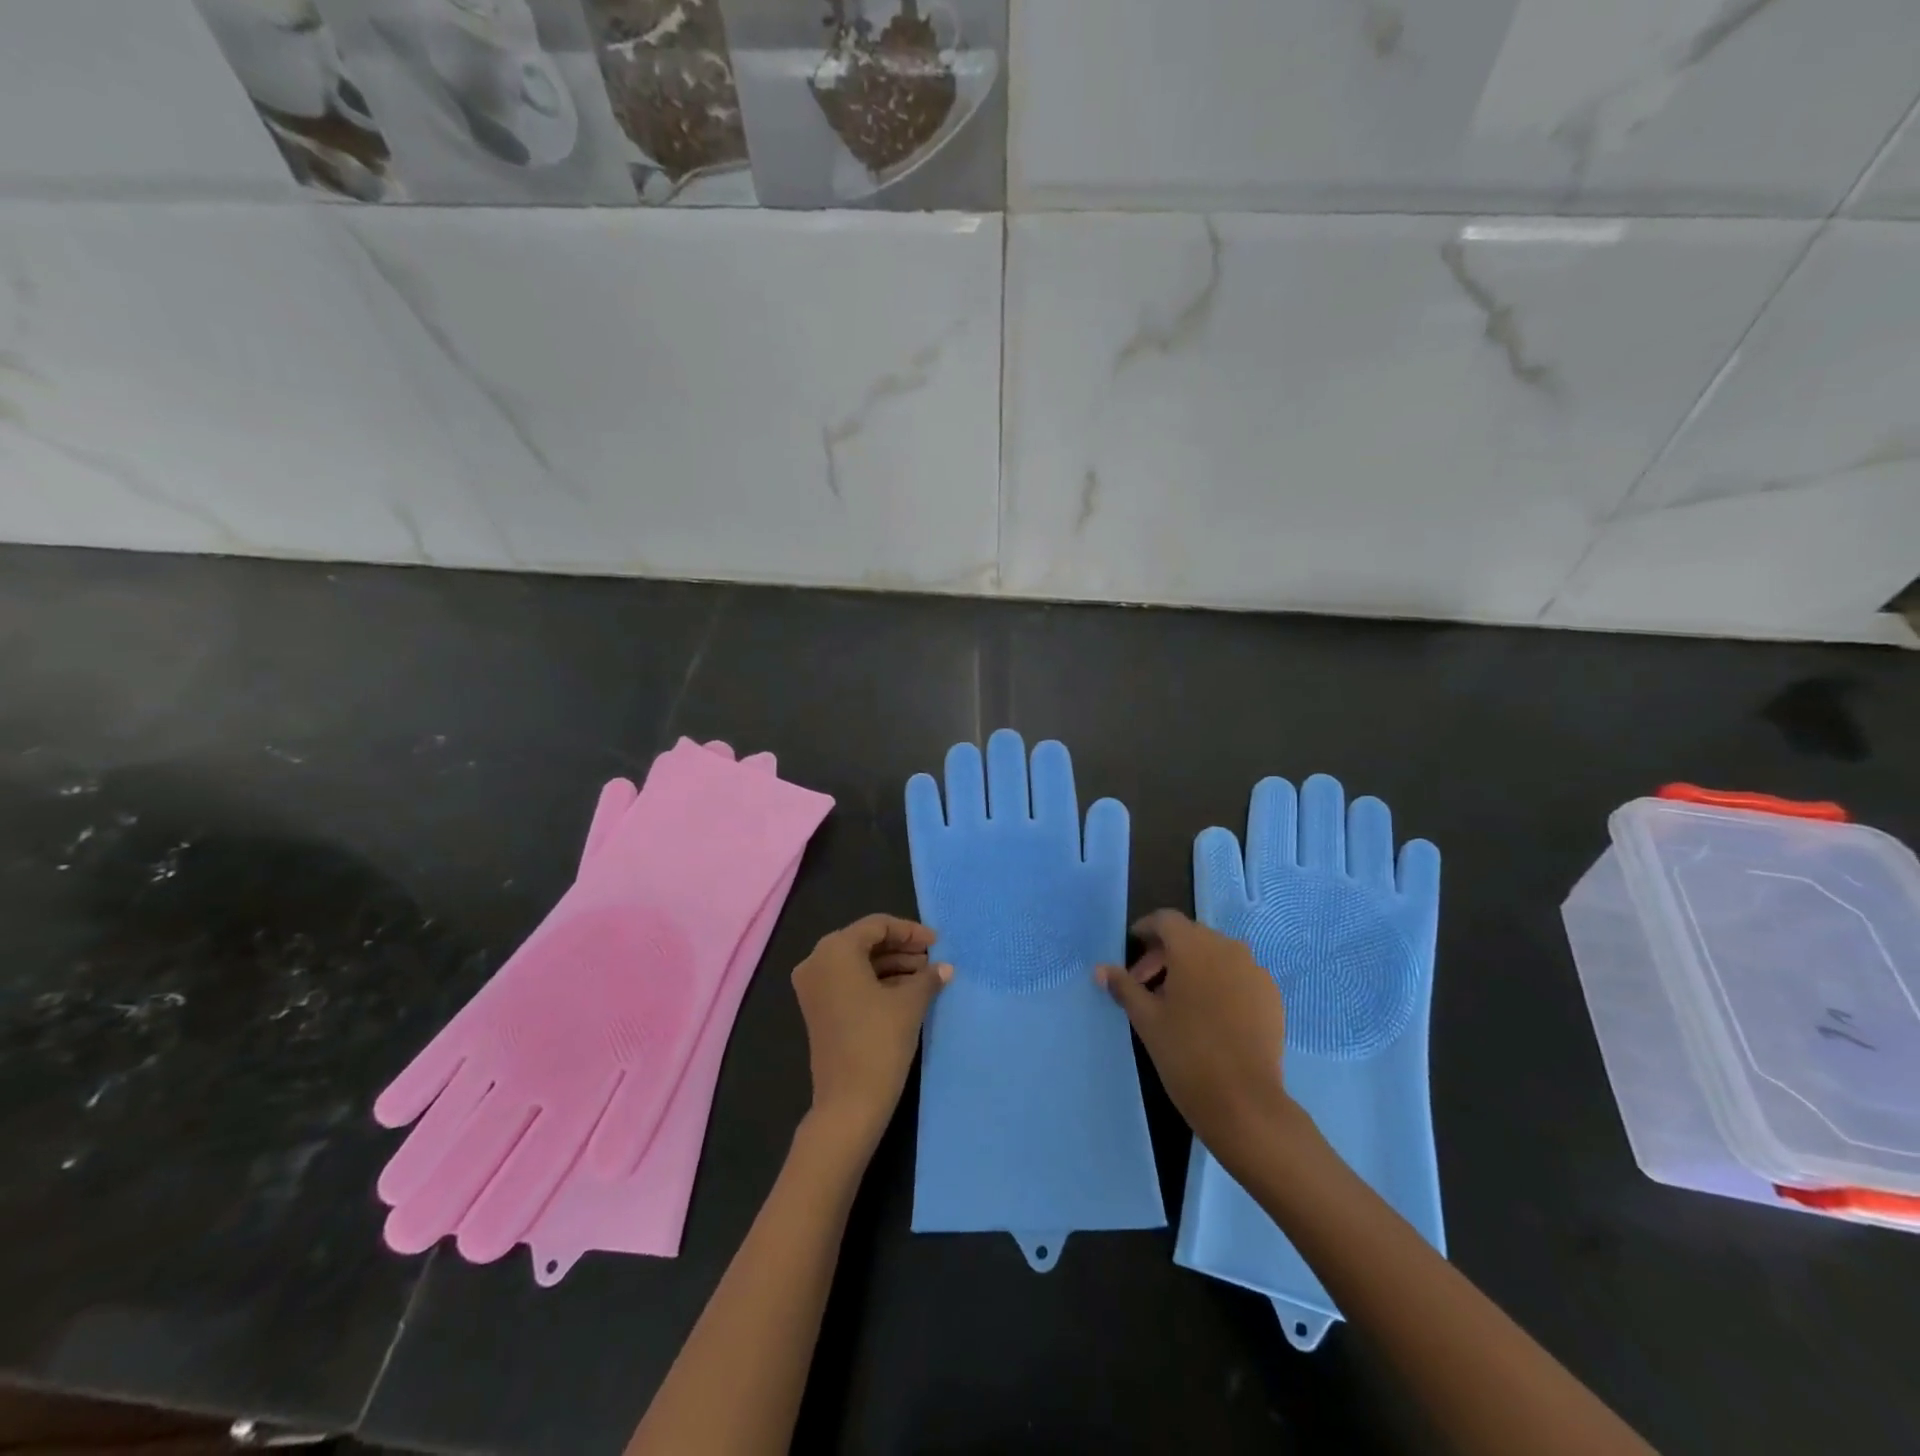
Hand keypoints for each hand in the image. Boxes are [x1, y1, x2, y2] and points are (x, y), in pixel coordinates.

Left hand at [791, 914, 950, 1154]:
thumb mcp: (910, 1004)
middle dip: (901, 949)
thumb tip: (945, 968)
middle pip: (865, 942)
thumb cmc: (879, 1042)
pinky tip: (907, 992)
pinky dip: (876, 982)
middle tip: (933, 960)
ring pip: (858, 963)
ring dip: (892, 966)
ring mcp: (814, 987)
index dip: (910, 931)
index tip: (937, 943)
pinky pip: (849, 982)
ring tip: (926, 977)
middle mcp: (817, 961)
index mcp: (835, 950)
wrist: (849, 1103)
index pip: (877, 925)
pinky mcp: (818, 1009)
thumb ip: (928, 977)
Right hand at [1098, 909, 1309, 1175]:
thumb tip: (1101, 969)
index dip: (1146, 930)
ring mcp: (1254, 970)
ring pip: (1216, 955)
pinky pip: (1239, 975)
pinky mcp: (1271, 994)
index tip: (1132, 949)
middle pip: (1191, 936)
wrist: (1244, 1101)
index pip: (1165, 920)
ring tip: (1178, 1002)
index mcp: (1193, 946)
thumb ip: (1124, 986)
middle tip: (1146, 985)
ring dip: (1194, 967)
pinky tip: (1210, 1014)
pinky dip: (1220, 983)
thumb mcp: (1146, 1018)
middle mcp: (1227, 947)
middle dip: (1166, 954)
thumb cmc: (1185, 1053)